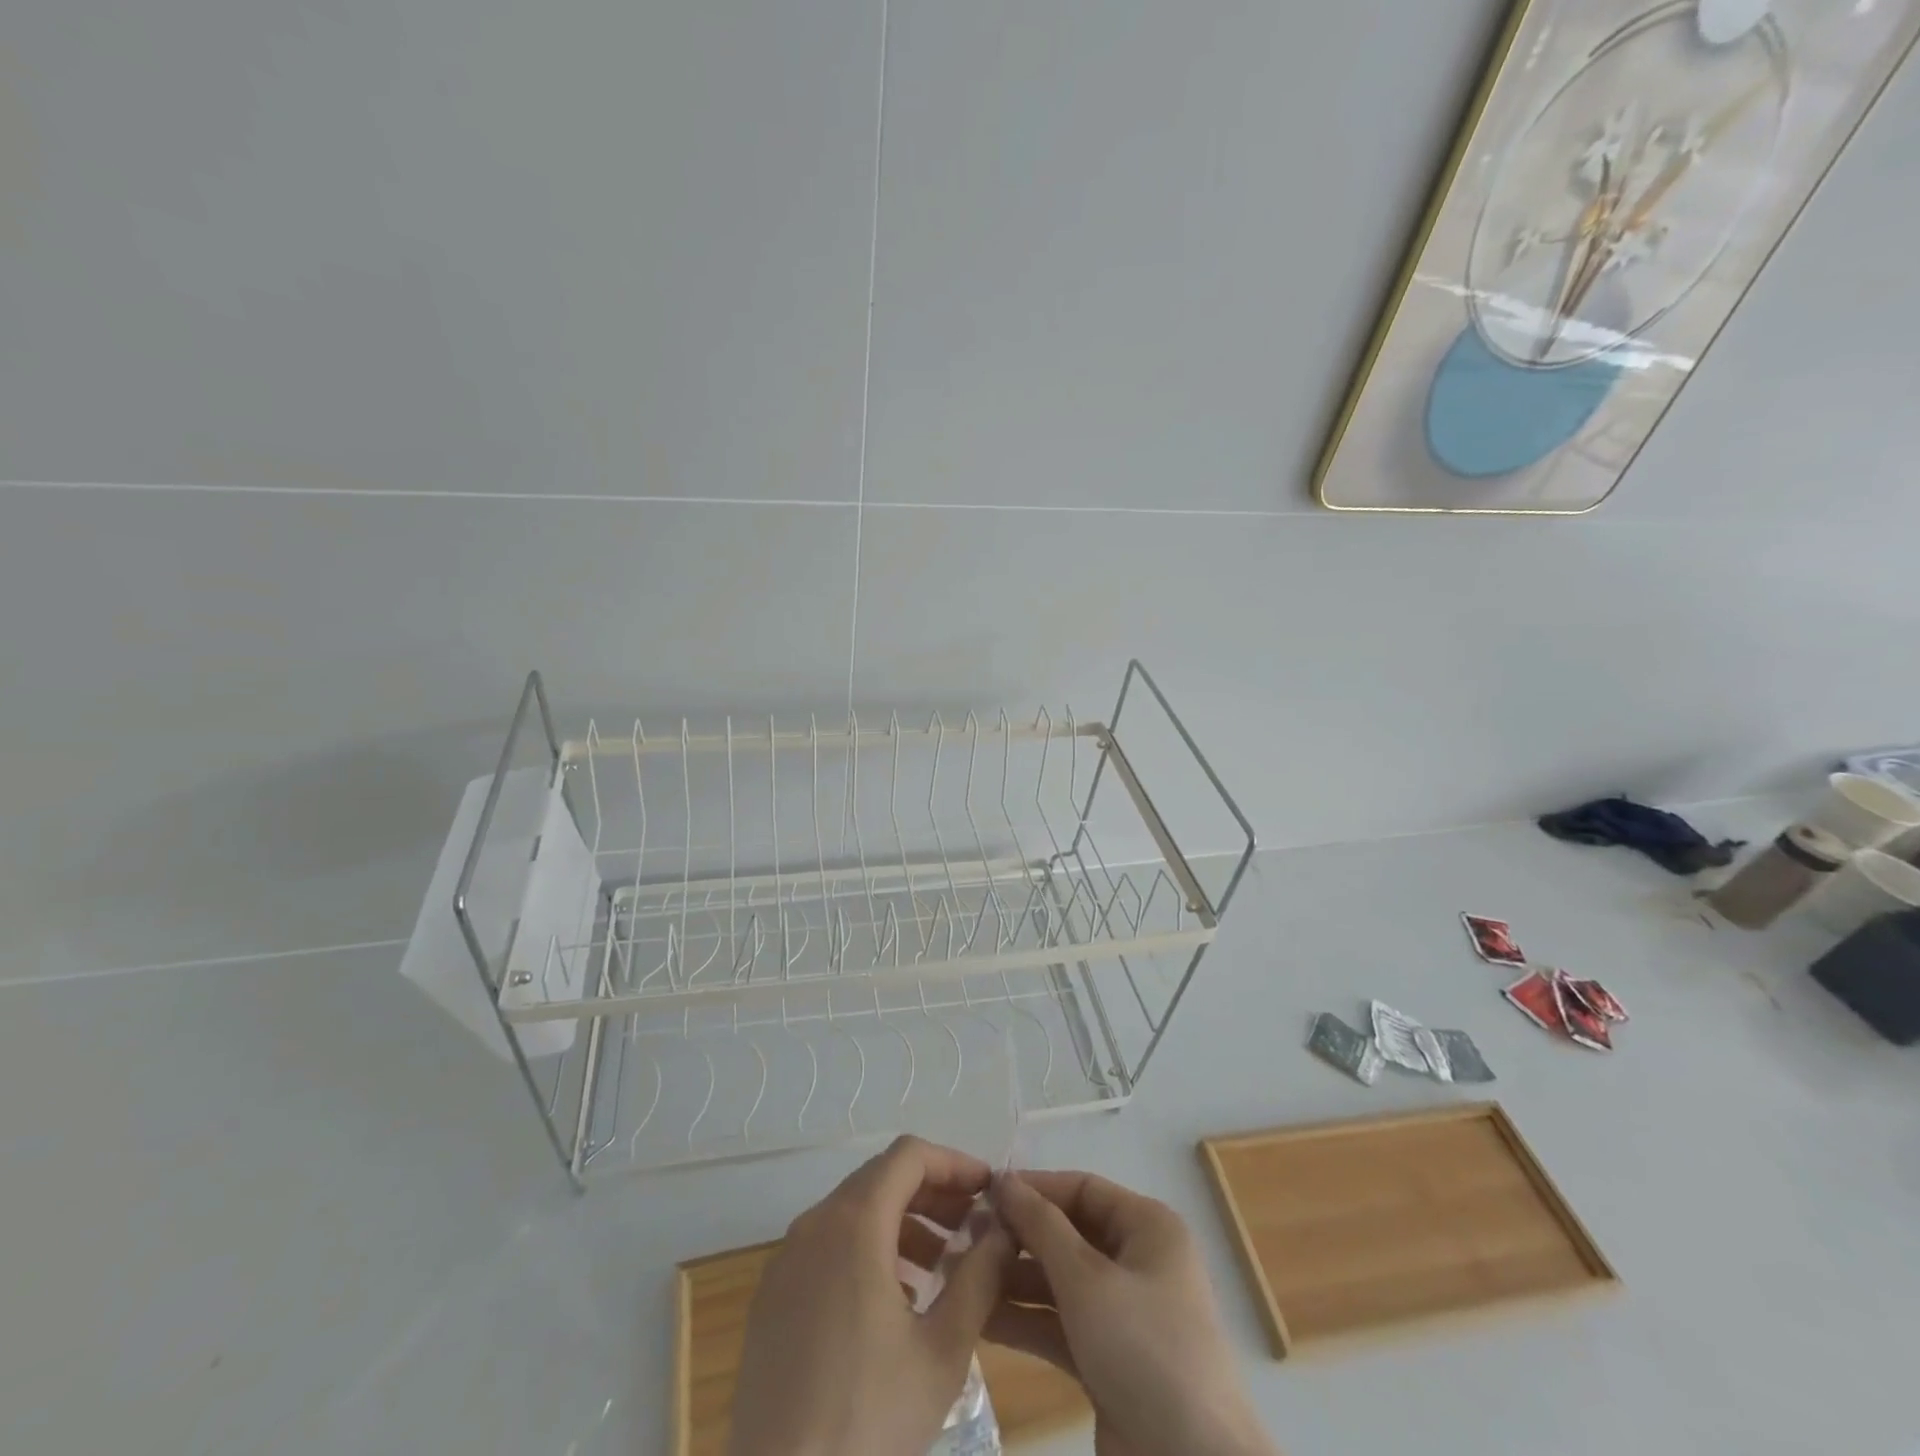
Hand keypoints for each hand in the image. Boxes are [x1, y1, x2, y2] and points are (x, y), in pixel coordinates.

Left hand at [728, 1136, 1010, 1455]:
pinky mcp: (772, 1295)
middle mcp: (814, 1223)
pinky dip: (867, 1250)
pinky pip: (828, 1246)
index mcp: (854, 1222)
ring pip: (853, 1212)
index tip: (988, 1189)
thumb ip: (980, 1276)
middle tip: (973, 1227)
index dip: (954, 1162)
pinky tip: (894, 1301)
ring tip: (941, 1269)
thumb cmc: (868, 1417)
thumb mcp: (943, 1350)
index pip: (909, 1156)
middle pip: (881, 1179)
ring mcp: (786, 1259)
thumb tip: (1005, 1227)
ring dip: (902, 1224)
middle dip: (933, 1194)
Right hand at [988, 1171, 1276, 1455]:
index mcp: (1148, 1228)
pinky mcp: (1109, 1359)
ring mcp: (1124, 1313)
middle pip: (1069, 1233)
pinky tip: (981, 1319)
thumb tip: (1005, 1180)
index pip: (1082, 1189)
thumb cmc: (1144, 1352)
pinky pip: (1062, 1323)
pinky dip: (1027, 1320)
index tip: (983, 1193)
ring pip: (1061, 1281)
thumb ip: (1041, 1226)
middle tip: (965, 1238)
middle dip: (1020, 1236)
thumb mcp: (1087, 1280)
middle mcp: (1138, 1261)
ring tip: (961, 1276)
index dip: (1035, 1187)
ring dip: (1015, 1279)